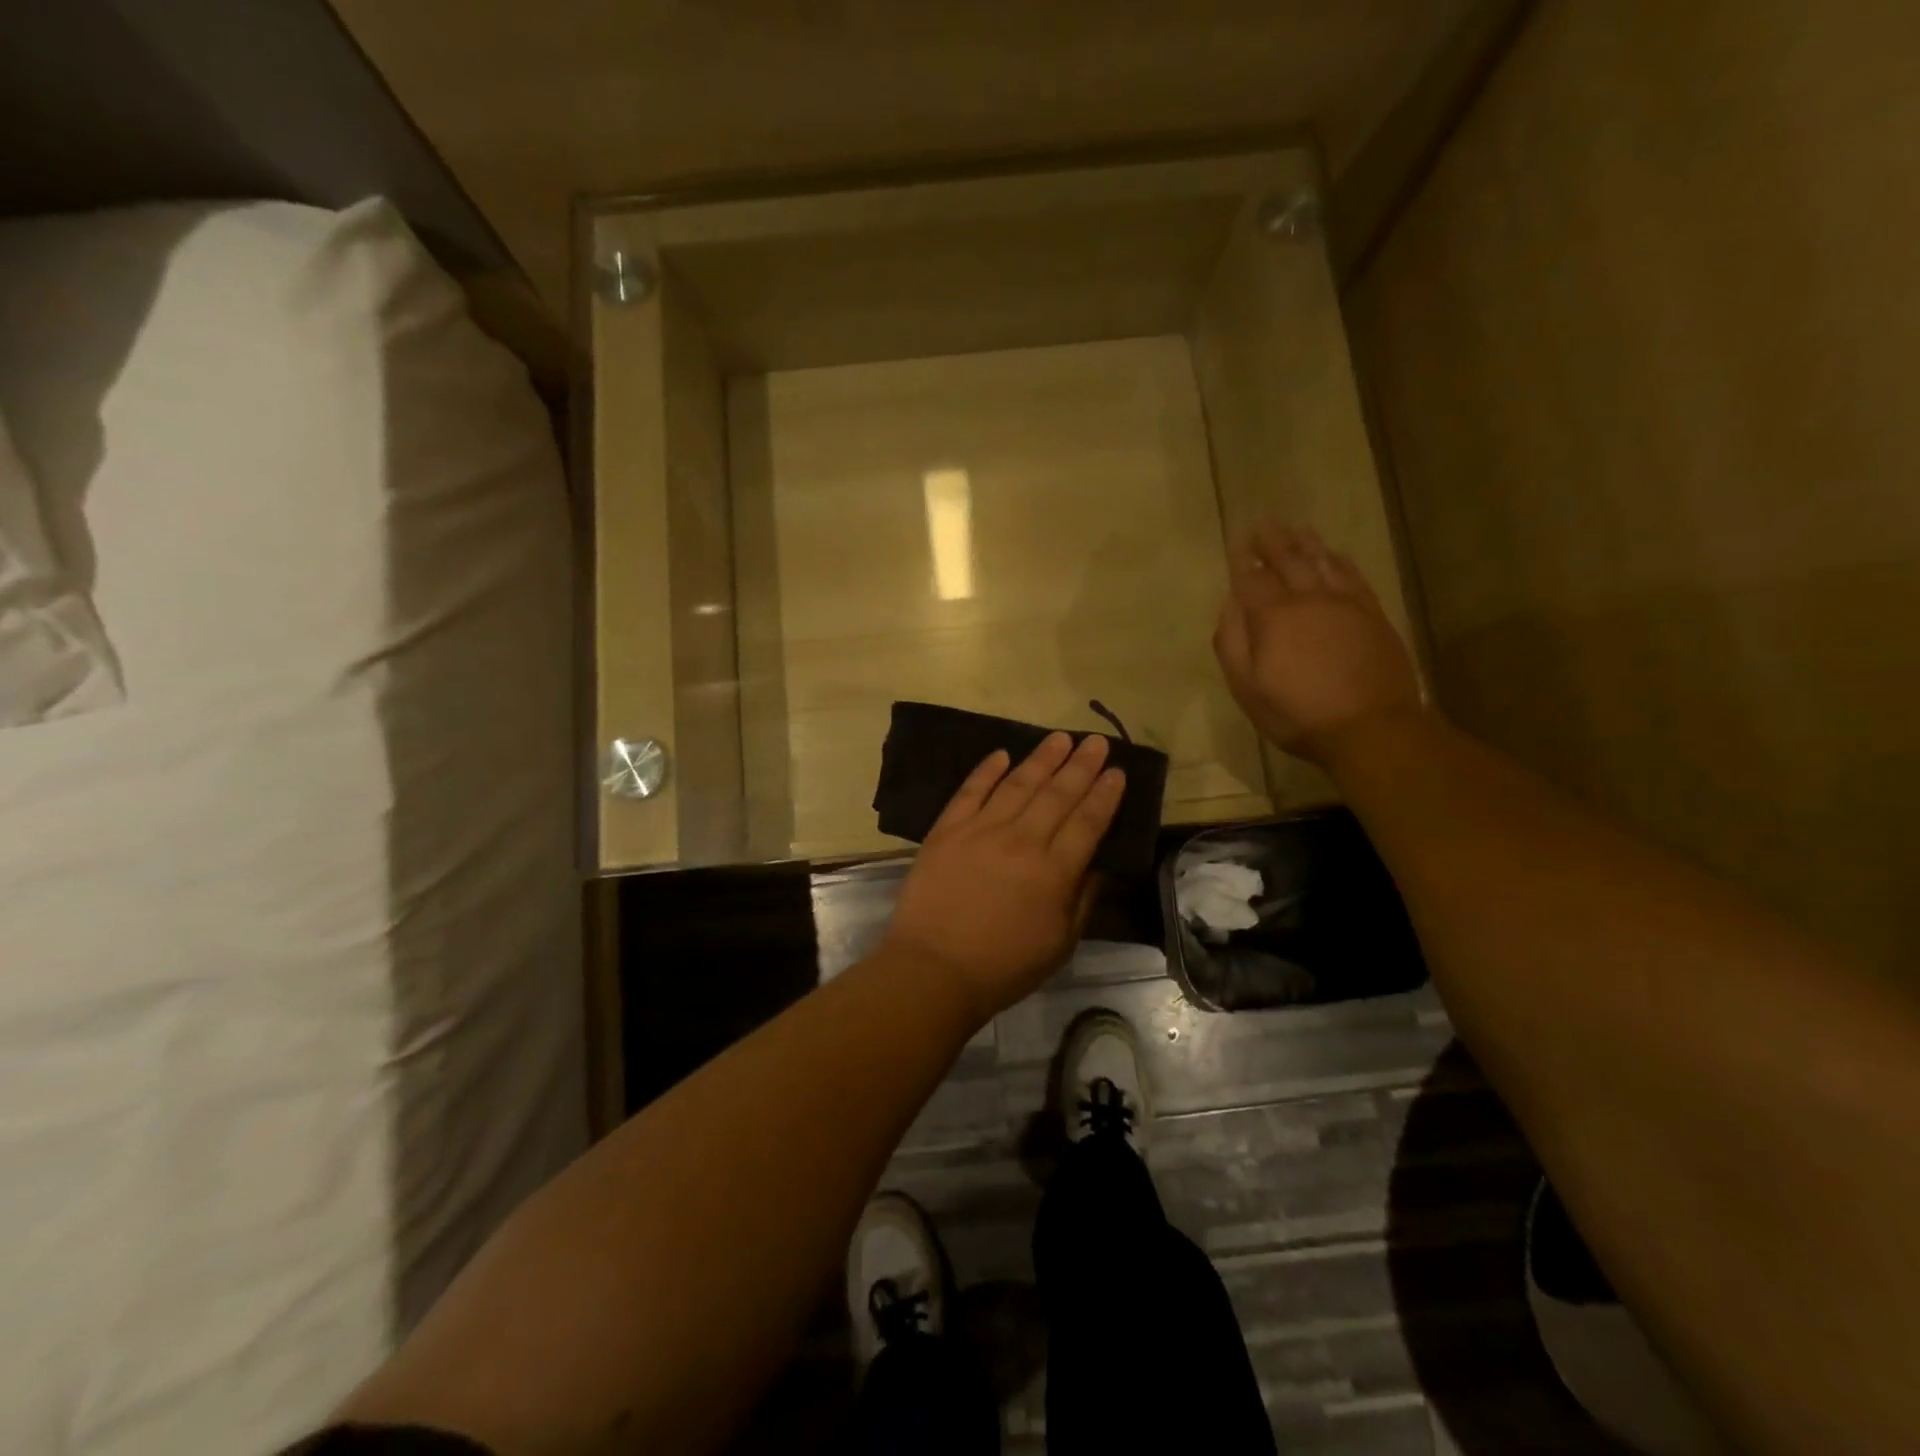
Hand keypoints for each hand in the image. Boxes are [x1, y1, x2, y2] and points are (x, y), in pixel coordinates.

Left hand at [881, 733, 1125, 1021]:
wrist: (934, 969)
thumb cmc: (1004, 966)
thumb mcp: (1060, 944)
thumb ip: (1082, 899)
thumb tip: (1097, 862)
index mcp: (1054, 871)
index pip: (1087, 822)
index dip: (1105, 794)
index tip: (1117, 771)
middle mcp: (1022, 841)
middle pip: (1057, 794)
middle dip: (1081, 765)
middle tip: (1096, 741)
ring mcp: (981, 830)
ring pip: (1018, 784)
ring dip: (1042, 759)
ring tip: (1060, 738)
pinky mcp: (947, 830)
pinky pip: (970, 791)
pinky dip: (986, 770)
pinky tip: (1002, 754)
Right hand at [1213, 522, 1423, 764]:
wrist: (1370, 727)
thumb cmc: (1297, 713)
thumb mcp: (1247, 687)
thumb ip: (1232, 642)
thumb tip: (1229, 606)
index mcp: (1273, 616)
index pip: (1252, 578)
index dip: (1242, 559)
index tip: (1237, 541)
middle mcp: (1308, 599)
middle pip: (1288, 561)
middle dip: (1272, 541)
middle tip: (1263, 524)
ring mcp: (1345, 604)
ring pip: (1322, 562)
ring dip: (1306, 543)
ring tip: (1296, 528)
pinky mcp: (1372, 614)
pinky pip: (1353, 576)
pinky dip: (1340, 561)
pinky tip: (1334, 554)